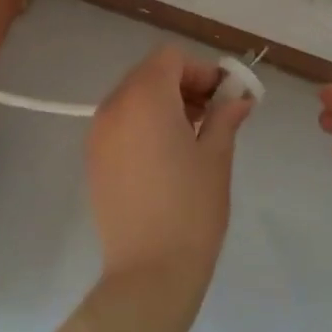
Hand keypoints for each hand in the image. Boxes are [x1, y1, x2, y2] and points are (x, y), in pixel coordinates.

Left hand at [88, 46, 254, 307]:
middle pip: (150, 74)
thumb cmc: (191, 208)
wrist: (149, 273)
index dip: (200, 70)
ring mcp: (98, 133)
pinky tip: (166, 157)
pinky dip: (143, 124)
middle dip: (183, 85)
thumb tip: (239, 98)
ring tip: (192, 137)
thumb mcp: (217, 156)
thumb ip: (225, 116)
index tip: (224, 97)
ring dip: (163, 104)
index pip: (171, 58)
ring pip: (133, 97)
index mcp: (145, 97)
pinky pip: (121, 123)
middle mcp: (114, 106)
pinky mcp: (93, 159)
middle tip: (213, 115)